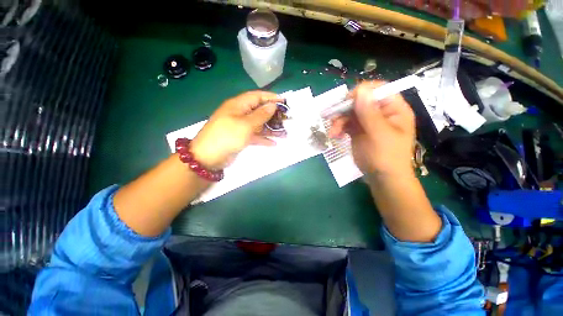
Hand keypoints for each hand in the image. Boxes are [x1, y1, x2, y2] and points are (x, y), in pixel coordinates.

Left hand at [190, 91, 281, 168]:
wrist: (208, 157)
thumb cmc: (227, 136)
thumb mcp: (245, 124)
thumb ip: (260, 115)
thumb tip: (272, 105)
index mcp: (238, 105)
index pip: (257, 96)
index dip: (271, 98)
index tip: (284, 102)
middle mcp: (240, 114)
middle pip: (259, 111)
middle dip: (273, 115)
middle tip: (286, 120)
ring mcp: (240, 127)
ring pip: (259, 125)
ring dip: (271, 128)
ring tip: (284, 134)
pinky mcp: (241, 138)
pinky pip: (255, 136)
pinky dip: (263, 139)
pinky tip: (273, 143)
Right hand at [328, 81, 415, 177]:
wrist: (382, 178)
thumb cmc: (387, 157)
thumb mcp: (379, 134)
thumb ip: (369, 113)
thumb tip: (360, 90)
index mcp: (393, 109)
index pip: (378, 90)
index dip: (362, 92)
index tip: (347, 101)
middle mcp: (380, 113)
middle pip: (360, 101)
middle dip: (345, 109)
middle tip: (332, 117)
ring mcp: (368, 122)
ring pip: (350, 113)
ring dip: (339, 121)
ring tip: (332, 132)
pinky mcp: (358, 131)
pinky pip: (346, 124)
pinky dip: (339, 128)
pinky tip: (335, 136)